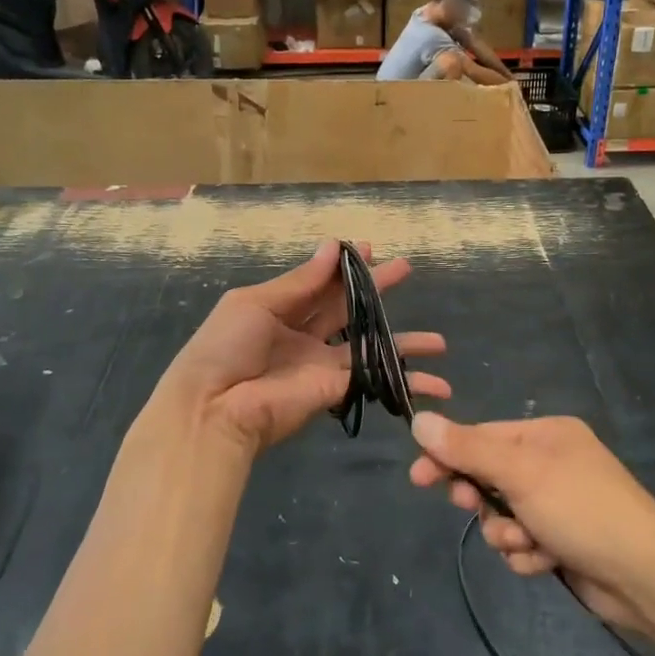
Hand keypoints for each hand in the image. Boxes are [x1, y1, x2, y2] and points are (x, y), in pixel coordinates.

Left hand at [157, 241, 448, 454]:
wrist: (215, 408)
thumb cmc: (226, 346)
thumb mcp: (255, 303)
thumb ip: (299, 281)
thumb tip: (332, 247)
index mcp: (279, 308)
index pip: (320, 282)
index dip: (345, 267)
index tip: (370, 249)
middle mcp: (304, 334)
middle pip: (348, 307)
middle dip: (377, 289)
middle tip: (406, 269)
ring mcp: (322, 363)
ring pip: (369, 345)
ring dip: (403, 341)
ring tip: (438, 341)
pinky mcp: (336, 389)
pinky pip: (375, 378)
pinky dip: (405, 380)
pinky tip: (435, 380)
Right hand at [408, 414, 654, 633]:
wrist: (646, 577)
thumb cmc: (581, 509)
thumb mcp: (520, 473)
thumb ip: (467, 449)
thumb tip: (420, 422)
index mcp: (546, 435)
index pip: (482, 437)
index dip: (449, 456)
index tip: (418, 477)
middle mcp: (551, 463)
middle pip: (489, 477)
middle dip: (481, 498)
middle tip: (469, 507)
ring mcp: (558, 504)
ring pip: (503, 515)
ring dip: (507, 533)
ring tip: (526, 543)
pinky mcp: (562, 540)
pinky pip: (523, 542)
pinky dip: (527, 553)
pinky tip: (545, 561)